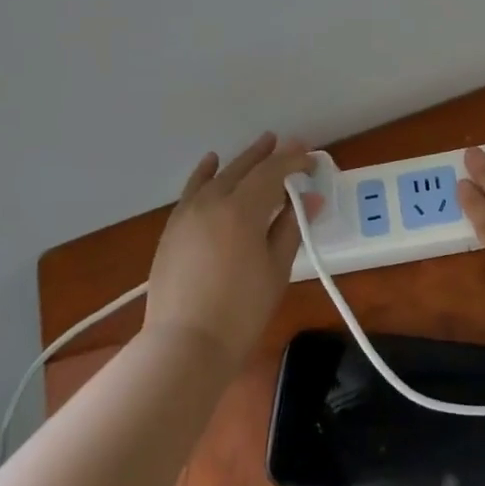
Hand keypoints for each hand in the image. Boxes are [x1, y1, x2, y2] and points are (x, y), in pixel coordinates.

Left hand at [143, 133, 317, 372]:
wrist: (185, 342)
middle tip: (287, 143)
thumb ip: (291, 227)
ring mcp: (188, 213)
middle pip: (244, 168)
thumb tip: (310, 199)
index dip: (293, 162)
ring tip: (259, 146)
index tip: (311, 160)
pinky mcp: (173, 228)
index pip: (272, 172)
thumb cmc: (242, 309)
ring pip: (218, 176)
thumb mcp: (276, 268)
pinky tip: (211, 163)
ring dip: (241, 160)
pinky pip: (192, 190)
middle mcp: (213, 201)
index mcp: (242, 209)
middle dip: (268, 154)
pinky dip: (205, 174)